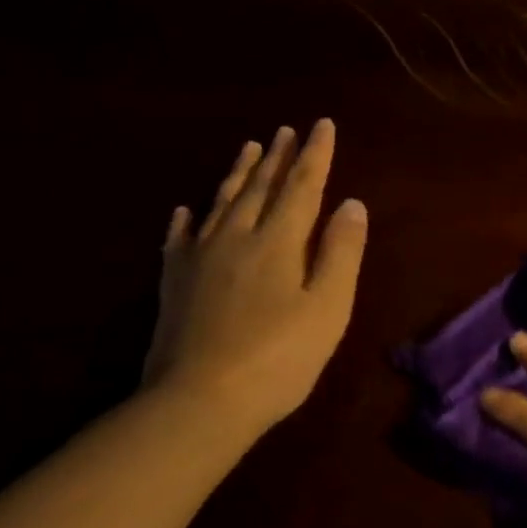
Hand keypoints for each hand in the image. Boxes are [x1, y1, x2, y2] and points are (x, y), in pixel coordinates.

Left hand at [142, 121, 367, 435]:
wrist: (198, 403)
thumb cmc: (279, 357)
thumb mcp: (328, 306)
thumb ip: (341, 252)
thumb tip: (352, 203)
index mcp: (279, 242)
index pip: (302, 187)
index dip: (315, 155)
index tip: (323, 125)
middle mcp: (237, 238)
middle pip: (260, 188)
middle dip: (277, 157)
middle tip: (285, 130)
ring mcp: (200, 260)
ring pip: (222, 204)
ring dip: (238, 174)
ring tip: (248, 148)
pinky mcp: (175, 285)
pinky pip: (180, 239)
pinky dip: (186, 219)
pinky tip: (186, 209)